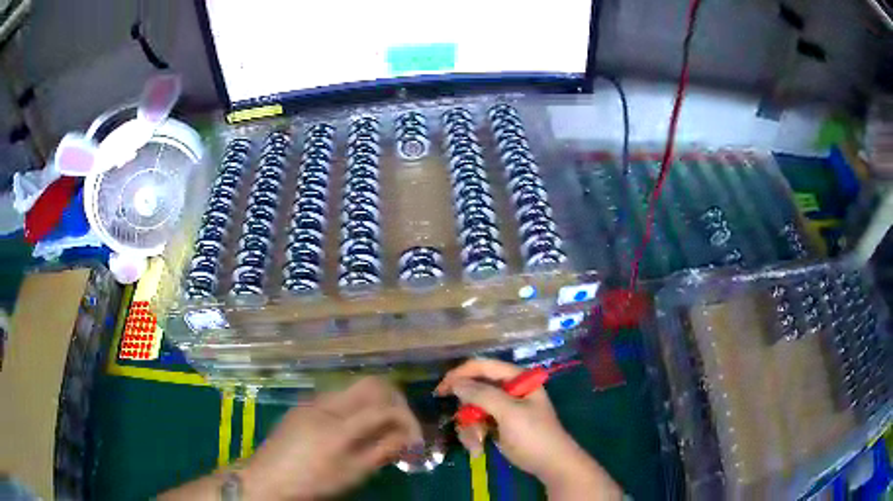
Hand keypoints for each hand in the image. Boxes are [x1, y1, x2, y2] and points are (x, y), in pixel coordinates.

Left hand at [242, 377, 422, 499]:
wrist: (267, 478)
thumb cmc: (312, 482)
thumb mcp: (351, 474)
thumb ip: (382, 452)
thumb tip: (408, 438)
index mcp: (340, 424)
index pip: (386, 408)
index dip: (408, 421)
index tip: (416, 440)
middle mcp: (328, 403)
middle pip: (372, 384)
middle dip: (395, 402)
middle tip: (402, 425)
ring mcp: (313, 401)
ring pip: (354, 389)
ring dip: (375, 404)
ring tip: (381, 430)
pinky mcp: (303, 406)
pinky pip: (338, 398)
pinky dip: (356, 408)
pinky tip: (354, 430)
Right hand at [436, 359, 621, 500]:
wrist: (550, 464)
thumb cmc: (534, 434)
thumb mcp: (509, 413)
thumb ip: (482, 395)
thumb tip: (455, 383)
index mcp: (517, 379)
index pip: (484, 367)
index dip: (461, 374)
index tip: (441, 388)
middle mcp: (508, 390)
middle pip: (475, 390)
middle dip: (467, 410)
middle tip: (463, 424)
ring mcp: (502, 409)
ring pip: (472, 410)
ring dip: (469, 427)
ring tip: (476, 443)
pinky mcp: (497, 425)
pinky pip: (476, 424)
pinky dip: (473, 436)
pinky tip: (478, 448)